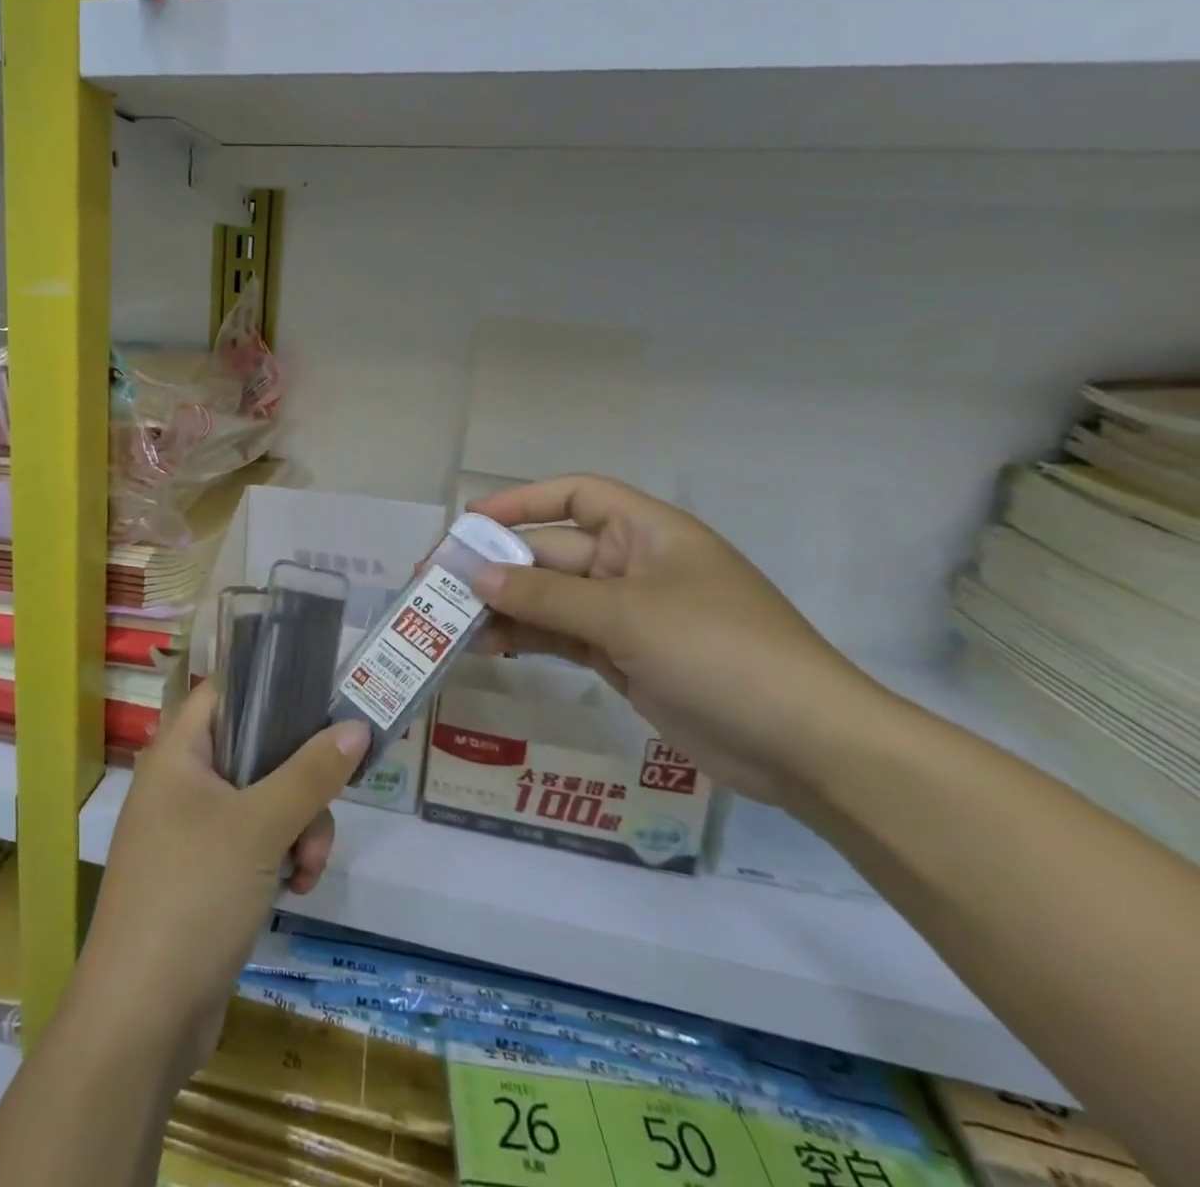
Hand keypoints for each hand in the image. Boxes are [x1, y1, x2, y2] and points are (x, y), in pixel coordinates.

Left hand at [72, 683, 370, 1082]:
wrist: (141, 1018)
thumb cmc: (193, 896)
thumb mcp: (260, 827)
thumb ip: (311, 773)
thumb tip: (357, 725)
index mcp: (177, 754)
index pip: (224, 693)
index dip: (269, 688)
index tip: (321, 704)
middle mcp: (180, 784)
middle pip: (256, 751)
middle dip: (300, 783)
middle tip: (321, 814)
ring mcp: (191, 832)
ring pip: (264, 802)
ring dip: (297, 829)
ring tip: (306, 871)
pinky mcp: (205, 875)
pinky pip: (255, 843)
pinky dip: (279, 859)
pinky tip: (294, 890)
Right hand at [467, 475, 887, 804]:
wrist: (804, 746)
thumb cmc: (720, 652)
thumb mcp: (626, 614)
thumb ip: (545, 594)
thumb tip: (476, 574)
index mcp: (648, 533)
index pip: (577, 496)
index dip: (522, 501)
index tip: (470, 520)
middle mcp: (634, 566)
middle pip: (553, 552)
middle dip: (498, 564)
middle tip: (437, 579)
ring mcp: (629, 616)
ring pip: (551, 599)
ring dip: (504, 606)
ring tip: (448, 619)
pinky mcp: (624, 659)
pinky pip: (562, 637)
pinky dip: (526, 639)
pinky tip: (485, 647)